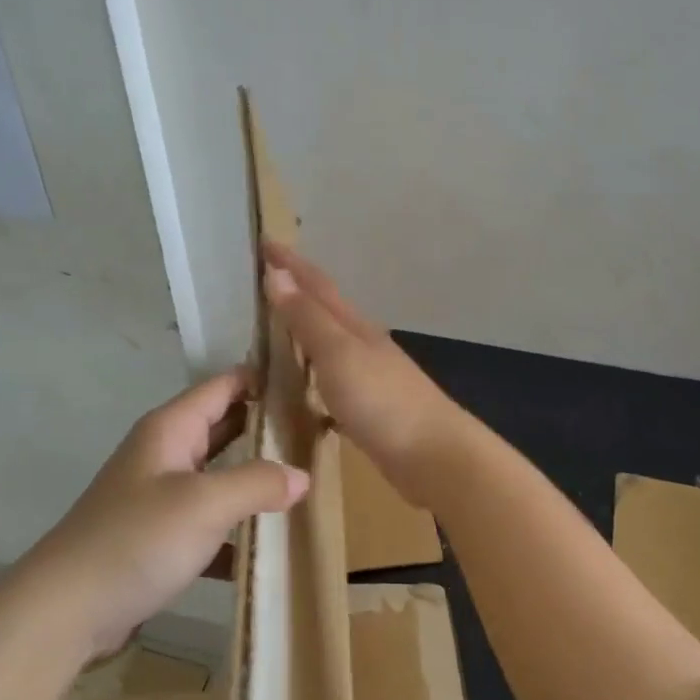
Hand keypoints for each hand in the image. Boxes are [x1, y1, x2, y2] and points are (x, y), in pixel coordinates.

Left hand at [18, 371, 308, 658]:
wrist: (66, 609)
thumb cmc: (136, 539)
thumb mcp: (204, 504)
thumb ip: (257, 483)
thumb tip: (302, 476)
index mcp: (171, 429)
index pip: (223, 385)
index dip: (262, 378)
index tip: (309, 382)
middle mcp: (165, 454)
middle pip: (223, 426)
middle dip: (266, 428)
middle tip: (317, 433)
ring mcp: (160, 496)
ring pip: (218, 475)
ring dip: (254, 479)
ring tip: (305, 484)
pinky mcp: (158, 537)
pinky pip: (208, 522)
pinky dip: (235, 529)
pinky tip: (267, 547)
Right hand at [261, 240, 466, 506]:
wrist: (435, 456)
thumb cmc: (383, 401)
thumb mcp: (338, 354)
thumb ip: (307, 318)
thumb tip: (277, 274)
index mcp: (354, 326)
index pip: (316, 285)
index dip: (290, 264)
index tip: (264, 243)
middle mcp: (363, 344)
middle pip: (325, 309)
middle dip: (297, 292)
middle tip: (264, 282)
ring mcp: (370, 376)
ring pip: (330, 344)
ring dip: (305, 331)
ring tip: (276, 329)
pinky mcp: (371, 408)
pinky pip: (332, 379)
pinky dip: (314, 373)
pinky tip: (304, 388)